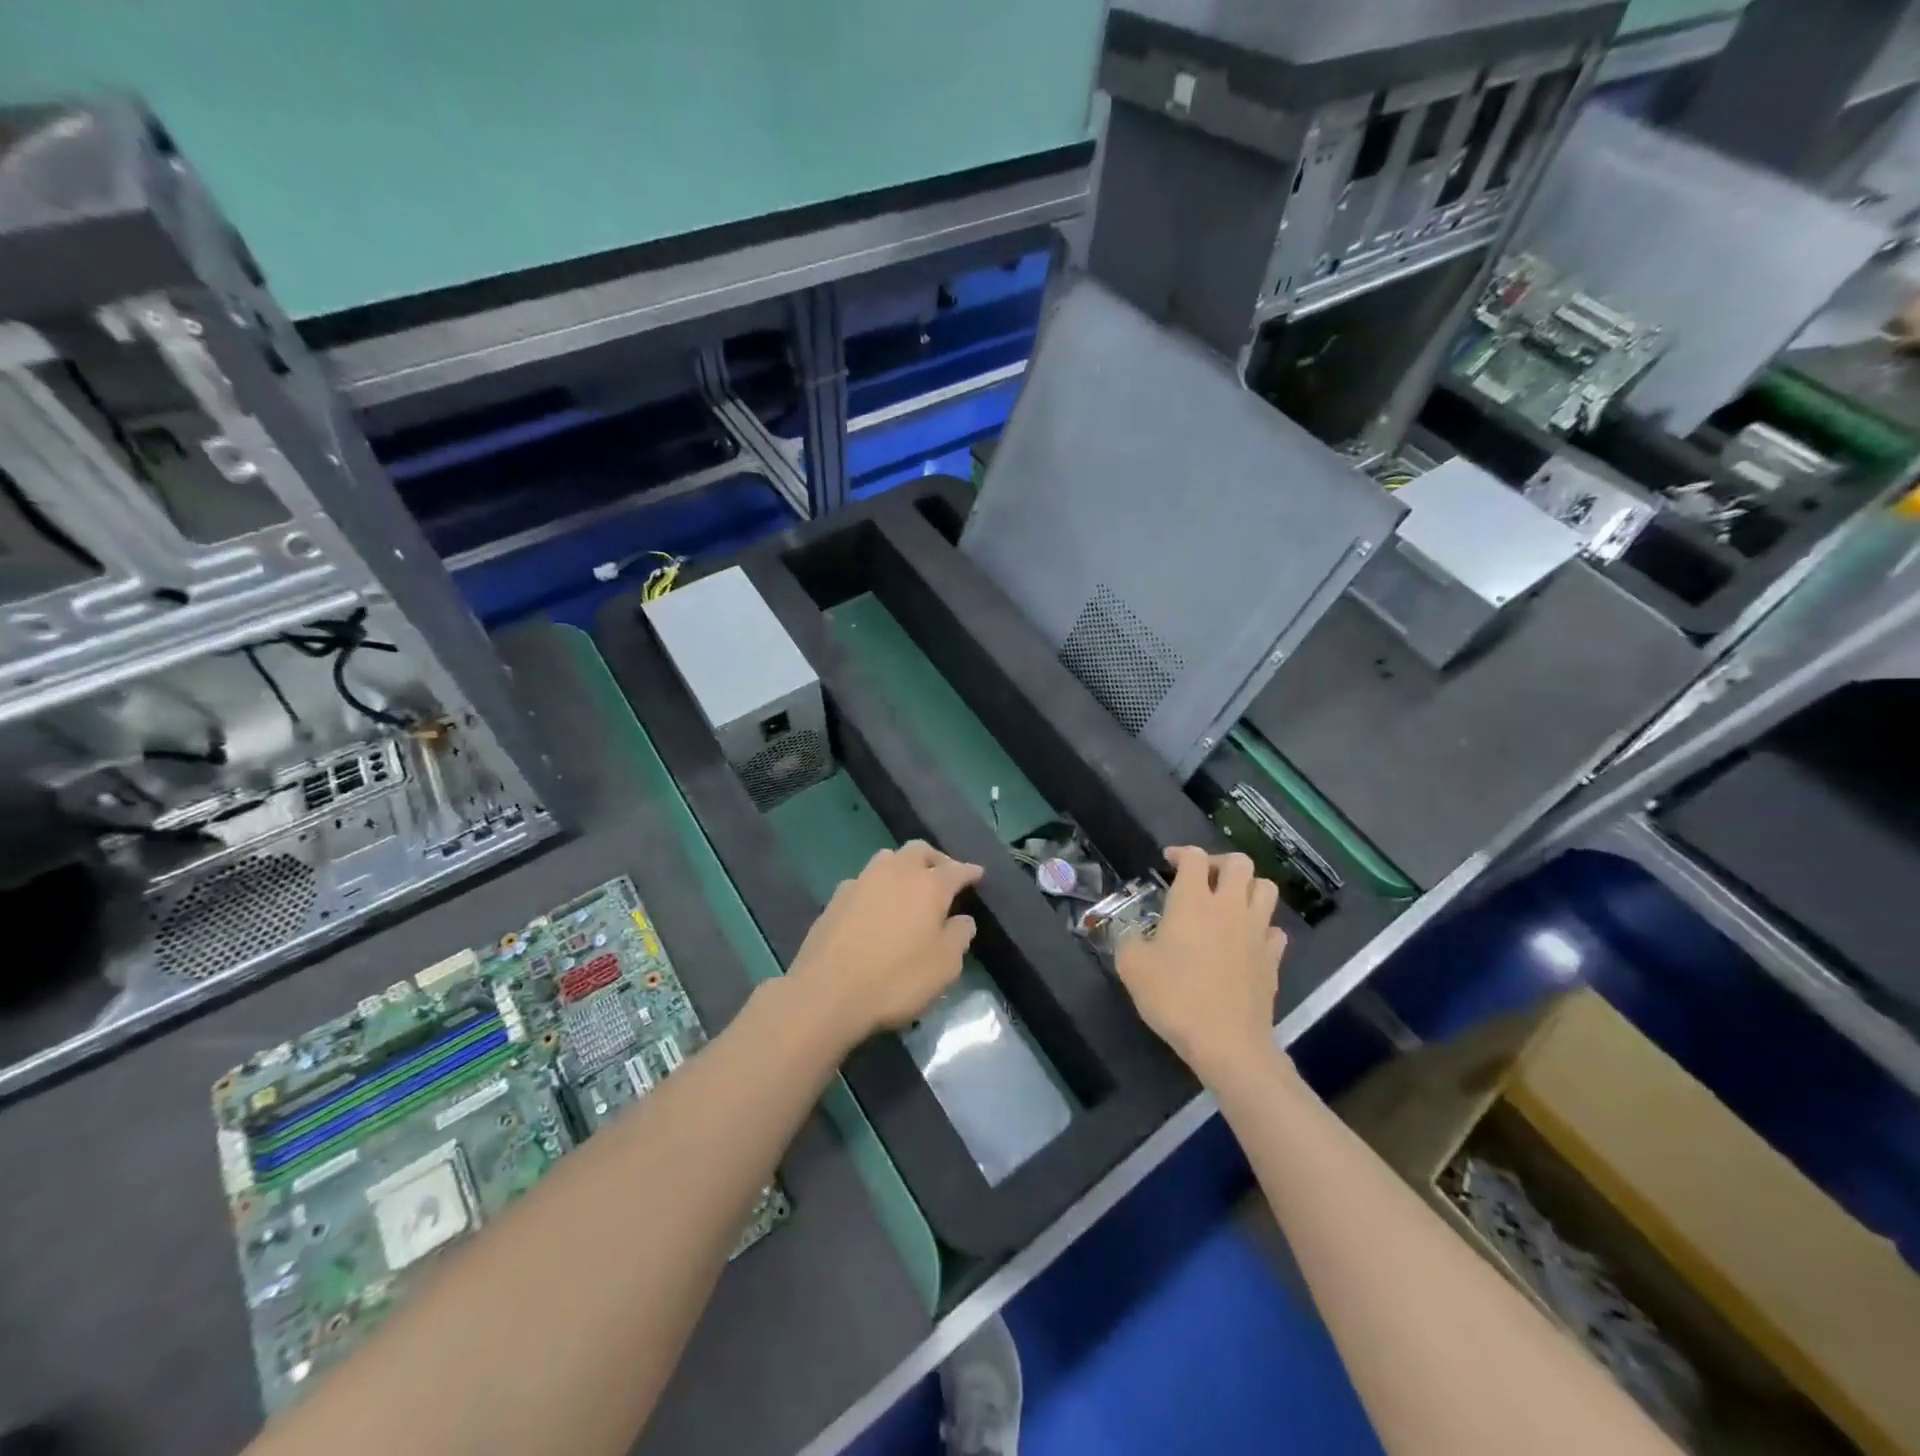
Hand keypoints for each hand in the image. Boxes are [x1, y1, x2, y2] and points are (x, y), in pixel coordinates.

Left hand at [787, 840, 983, 1047]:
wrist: (828, 992)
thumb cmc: (896, 979)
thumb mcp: (944, 967)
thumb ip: (958, 937)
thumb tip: (963, 919)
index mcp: (928, 885)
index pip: (956, 869)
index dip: (969, 871)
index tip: (978, 874)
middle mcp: (896, 872)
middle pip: (919, 850)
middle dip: (935, 858)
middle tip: (943, 874)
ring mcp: (862, 881)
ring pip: (888, 859)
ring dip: (903, 866)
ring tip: (908, 886)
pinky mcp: (836, 897)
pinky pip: (864, 881)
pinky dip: (877, 887)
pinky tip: (876, 906)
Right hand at [1113, 846, 1287, 1085]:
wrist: (1227, 1043)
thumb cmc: (1175, 998)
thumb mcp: (1132, 967)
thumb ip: (1129, 941)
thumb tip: (1133, 935)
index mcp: (1193, 902)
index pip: (1194, 857)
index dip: (1181, 853)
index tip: (1169, 862)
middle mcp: (1229, 907)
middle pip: (1239, 862)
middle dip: (1219, 862)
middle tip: (1202, 878)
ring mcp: (1256, 931)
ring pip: (1265, 888)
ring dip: (1247, 887)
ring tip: (1229, 902)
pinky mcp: (1273, 958)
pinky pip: (1274, 929)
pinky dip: (1261, 927)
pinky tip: (1246, 940)